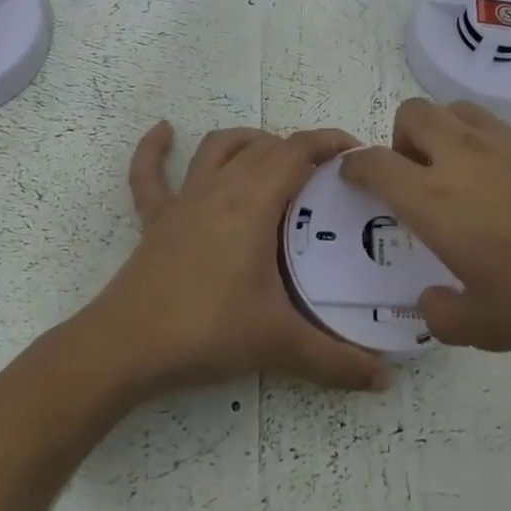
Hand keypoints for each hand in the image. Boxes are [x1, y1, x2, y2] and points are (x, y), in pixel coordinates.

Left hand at [83, 122, 391, 393]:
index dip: (329, 143)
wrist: (126, 346)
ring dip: (248, 141)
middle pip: (264, 148)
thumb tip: (384, 380)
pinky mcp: (156, 220)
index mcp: (253, 204)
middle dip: (299, 150)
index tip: (357, 154)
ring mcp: (184, 201)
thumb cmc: (206, 331)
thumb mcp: (278, 344)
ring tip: (272, 154)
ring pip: (218, 148)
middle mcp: (220, 190)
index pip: (297, 152)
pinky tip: (163, 131)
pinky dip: (155, 149)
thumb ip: (335, 361)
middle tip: (327, 180)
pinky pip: (149, 174)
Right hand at [340, 100, 510, 352]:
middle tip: (416, 178)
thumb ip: (442, 315)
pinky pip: (499, 128)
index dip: (355, 167)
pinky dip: (486, 146)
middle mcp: (463, 157)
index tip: (353, 178)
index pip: (375, 163)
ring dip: (442, 132)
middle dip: (400, 138)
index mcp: (435, 199)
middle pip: (412, 113)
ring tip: (461, 175)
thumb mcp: (488, 327)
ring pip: (455, 109)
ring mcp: (509, 142)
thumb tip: (430, 302)